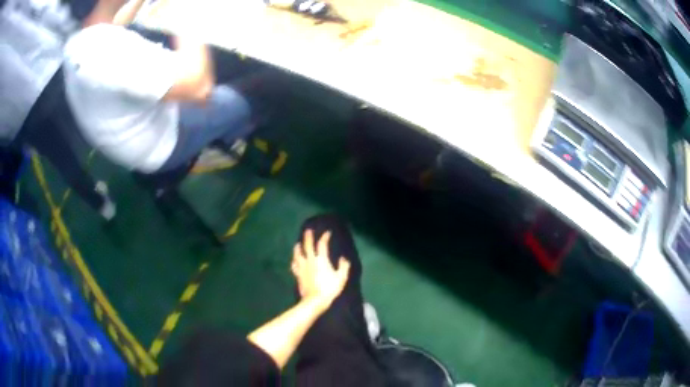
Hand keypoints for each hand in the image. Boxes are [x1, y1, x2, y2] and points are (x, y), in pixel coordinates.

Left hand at [291, 229, 349, 310]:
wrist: (315, 300)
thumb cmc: (329, 289)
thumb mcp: (341, 278)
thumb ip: (343, 267)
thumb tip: (344, 259)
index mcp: (321, 259)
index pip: (322, 244)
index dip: (325, 237)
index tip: (327, 233)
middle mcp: (310, 260)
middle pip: (307, 245)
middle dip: (308, 237)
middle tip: (308, 230)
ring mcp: (302, 267)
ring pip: (298, 254)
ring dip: (298, 247)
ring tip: (298, 243)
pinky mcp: (298, 274)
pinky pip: (294, 265)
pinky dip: (294, 260)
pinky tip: (294, 260)